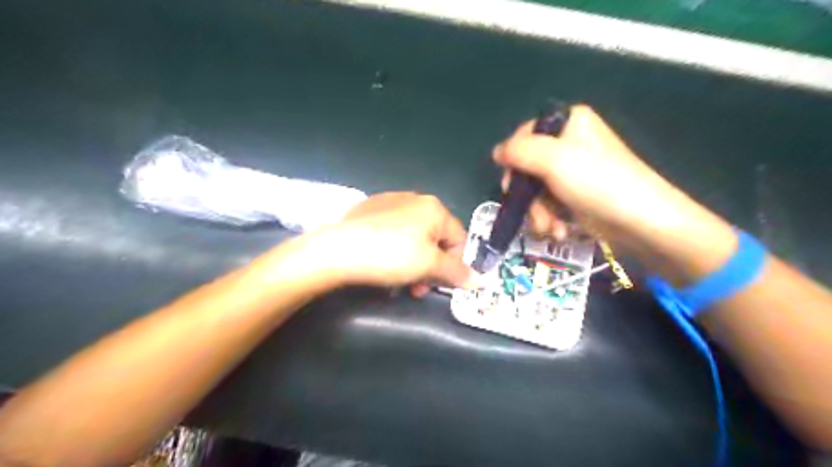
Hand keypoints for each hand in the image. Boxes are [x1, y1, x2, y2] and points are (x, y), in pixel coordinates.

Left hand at [311, 192, 477, 295]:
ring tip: (400, 281)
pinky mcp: (370, 210)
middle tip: (418, 288)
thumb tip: (480, 281)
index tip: (439, 285)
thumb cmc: (391, 255)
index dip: (454, 265)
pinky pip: (394, 232)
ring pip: (414, 237)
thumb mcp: (428, 266)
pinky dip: (395, 249)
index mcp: (434, 208)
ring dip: (414, 262)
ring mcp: (390, 202)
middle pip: (435, 239)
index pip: (458, 239)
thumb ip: (456, 272)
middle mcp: (415, 199)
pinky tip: (382, 263)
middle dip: (431, 267)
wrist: (339, 248)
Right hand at [492, 103, 700, 252]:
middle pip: (527, 168)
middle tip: (532, 212)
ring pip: (536, 191)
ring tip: (551, 229)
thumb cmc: (597, 183)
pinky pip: (550, 204)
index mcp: (569, 124)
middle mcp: (570, 144)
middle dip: (528, 196)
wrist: (641, 222)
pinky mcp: (577, 196)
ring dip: (539, 214)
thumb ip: (518, 151)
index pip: (524, 136)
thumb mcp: (552, 160)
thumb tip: (496, 152)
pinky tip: (560, 232)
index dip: (514, 161)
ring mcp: (574, 172)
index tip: (512, 184)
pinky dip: (551, 220)